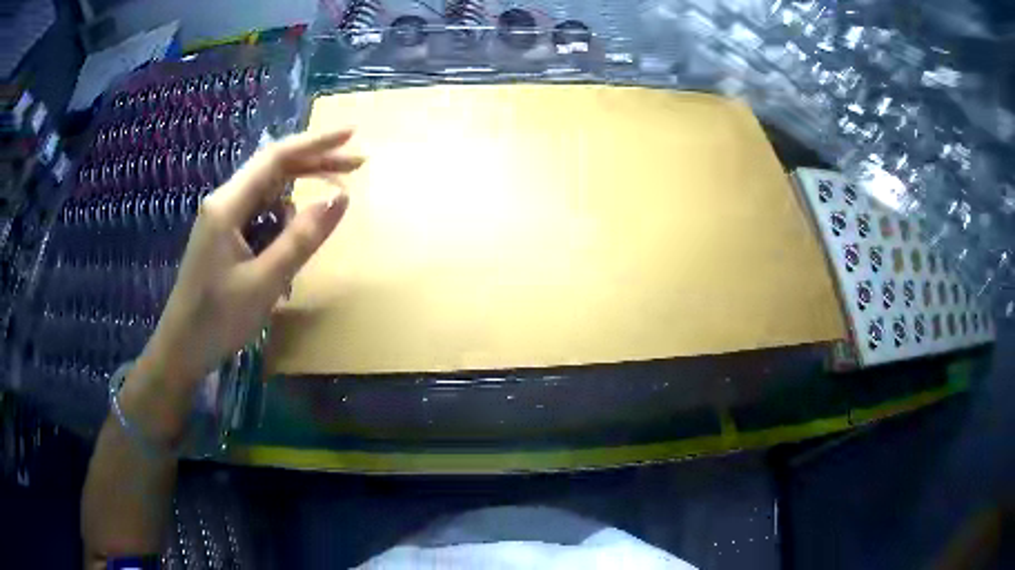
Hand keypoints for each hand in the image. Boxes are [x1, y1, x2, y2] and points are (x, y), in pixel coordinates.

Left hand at [141, 128, 363, 385]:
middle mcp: (224, 202)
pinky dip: (282, 226)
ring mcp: (223, 219)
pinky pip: (261, 218)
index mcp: (228, 205)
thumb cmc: (218, 320)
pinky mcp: (225, 237)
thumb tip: (340, 198)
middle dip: (315, 165)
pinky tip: (289, 251)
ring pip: (269, 196)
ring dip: (298, 203)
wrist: (181, 350)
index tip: (352, 135)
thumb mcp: (266, 282)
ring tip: (316, 230)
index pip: (276, 158)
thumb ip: (302, 238)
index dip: (316, 143)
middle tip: (356, 167)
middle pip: (274, 170)